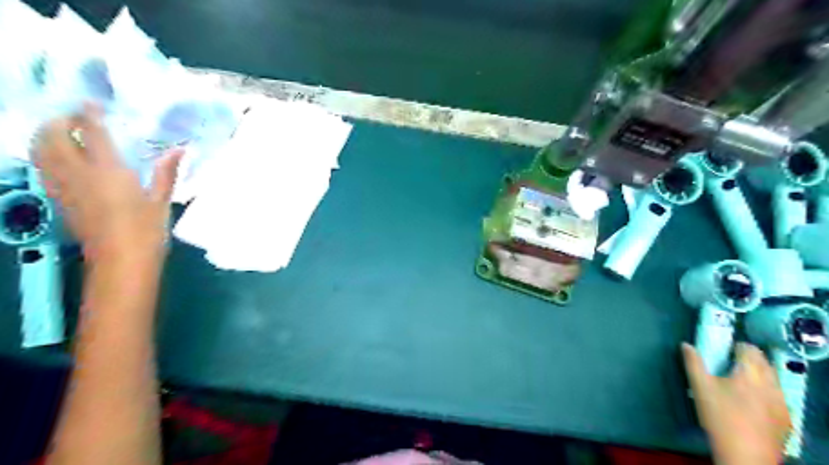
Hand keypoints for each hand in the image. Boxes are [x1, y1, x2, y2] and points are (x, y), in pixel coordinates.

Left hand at [32, 101, 180, 260]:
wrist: (121, 260)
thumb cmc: (147, 230)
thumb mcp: (161, 200)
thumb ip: (166, 172)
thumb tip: (179, 149)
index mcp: (109, 170)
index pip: (91, 131)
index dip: (89, 113)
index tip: (95, 104)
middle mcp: (78, 172)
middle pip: (53, 134)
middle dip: (61, 120)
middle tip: (78, 117)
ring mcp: (64, 185)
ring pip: (40, 149)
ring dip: (46, 134)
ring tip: (63, 131)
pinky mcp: (58, 198)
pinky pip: (42, 166)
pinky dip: (45, 153)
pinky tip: (59, 156)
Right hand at [684, 341, 792, 464]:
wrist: (745, 454)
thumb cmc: (719, 416)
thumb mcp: (700, 387)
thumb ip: (693, 363)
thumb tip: (686, 344)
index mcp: (749, 373)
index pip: (749, 349)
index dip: (737, 346)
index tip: (725, 350)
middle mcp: (770, 383)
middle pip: (764, 362)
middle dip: (749, 358)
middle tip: (730, 363)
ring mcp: (781, 401)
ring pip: (773, 378)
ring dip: (759, 373)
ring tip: (740, 381)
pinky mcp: (785, 417)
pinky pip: (777, 395)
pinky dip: (766, 390)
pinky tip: (752, 400)